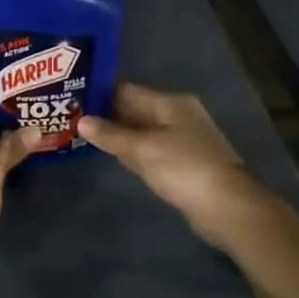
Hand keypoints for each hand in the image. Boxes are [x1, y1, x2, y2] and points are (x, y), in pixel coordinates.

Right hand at [78, 82, 264, 248]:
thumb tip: (81, 121)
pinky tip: (112, 155)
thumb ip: (111, 135)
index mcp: (171, 103)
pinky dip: (132, 151)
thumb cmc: (183, 168)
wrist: (226, 206)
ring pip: (142, 132)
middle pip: (136, 110)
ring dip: (118, 134)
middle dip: (107, 114)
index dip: (102, 93)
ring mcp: (181, 141)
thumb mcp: (143, 149)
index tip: (73, 95)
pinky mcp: (181, 164)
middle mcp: (177, 116)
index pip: (129, 90)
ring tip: (83, 133)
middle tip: (72, 115)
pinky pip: (149, 151)